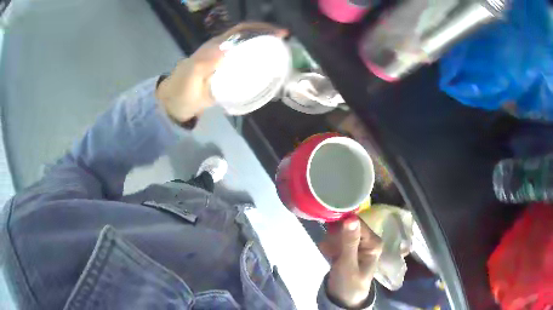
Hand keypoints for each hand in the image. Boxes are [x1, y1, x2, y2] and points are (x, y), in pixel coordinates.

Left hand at [156, 22, 287, 121]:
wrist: (174, 106)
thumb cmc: (180, 89)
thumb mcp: (189, 75)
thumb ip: (204, 63)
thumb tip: (226, 50)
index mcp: (216, 46)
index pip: (241, 31)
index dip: (261, 28)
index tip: (280, 33)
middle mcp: (224, 52)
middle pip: (249, 40)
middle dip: (268, 39)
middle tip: (286, 48)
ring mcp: (227, 66)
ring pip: (249, 54)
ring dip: (265, 54)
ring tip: (283, 61)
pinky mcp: (228, 78)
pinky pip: (246, 71)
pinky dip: (259, 71)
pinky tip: (268, 77)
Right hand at [319, 215, 382, 307]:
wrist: (343, 299)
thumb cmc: (348, 284)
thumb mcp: (347, 264)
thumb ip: (349, 241)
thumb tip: (350, 217)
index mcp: (373, 242)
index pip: (357, 222)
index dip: (342, 224)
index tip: (329, 233)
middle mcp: (367, 239)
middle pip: (347, 225)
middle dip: (335, 236)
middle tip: (331, 250)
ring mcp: (358, 243)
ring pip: (339, 231)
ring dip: (331, 242)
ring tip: (331, 254)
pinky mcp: (349, 247)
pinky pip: (336, 239)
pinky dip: (329, 246)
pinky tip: (329, 255)